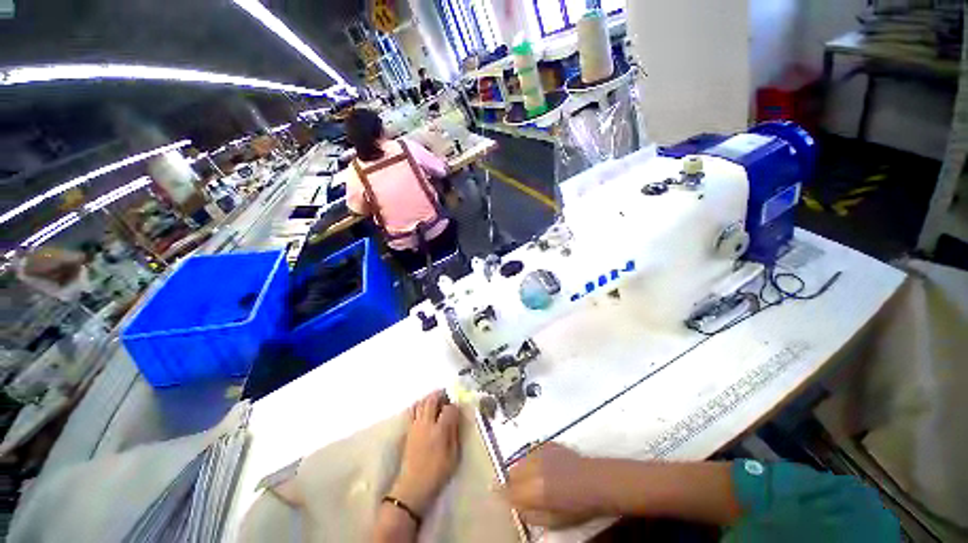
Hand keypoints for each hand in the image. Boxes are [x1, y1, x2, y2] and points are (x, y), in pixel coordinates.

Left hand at [390, 390, 459, 514]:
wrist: (412, 487)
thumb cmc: (436, 473)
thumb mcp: (453, 456)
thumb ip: (455, 433)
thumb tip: (456, 416)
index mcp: (439, 431)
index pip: (448, 408)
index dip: (454, 405)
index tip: (458, 408)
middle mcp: (426, 424)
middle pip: (432, 400)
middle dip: (441, 395)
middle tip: (447, 396)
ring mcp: (415, 426)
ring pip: (421, 402)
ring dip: (430, 398)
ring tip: (437, 401)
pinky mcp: (408, 430)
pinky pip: (413, 410)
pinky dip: (419, 405)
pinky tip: (424, 409)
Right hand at [501, 443, 608, 528]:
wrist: (596, 481)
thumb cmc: (577, 507)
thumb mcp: (553, 520)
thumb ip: (531, 514)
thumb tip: (516, 507)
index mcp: (534, 489)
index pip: (508, 490)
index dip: (499, 492)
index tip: (493, 492)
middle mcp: (534, 467)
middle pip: (512, 472)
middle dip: (510, 480)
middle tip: (515, 489)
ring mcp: (541, 452)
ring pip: (521, 459)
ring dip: (520, 469)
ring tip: (527, 478)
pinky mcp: (548, 444)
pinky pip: (532, 451)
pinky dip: (531, 459)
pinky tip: (539, 466)